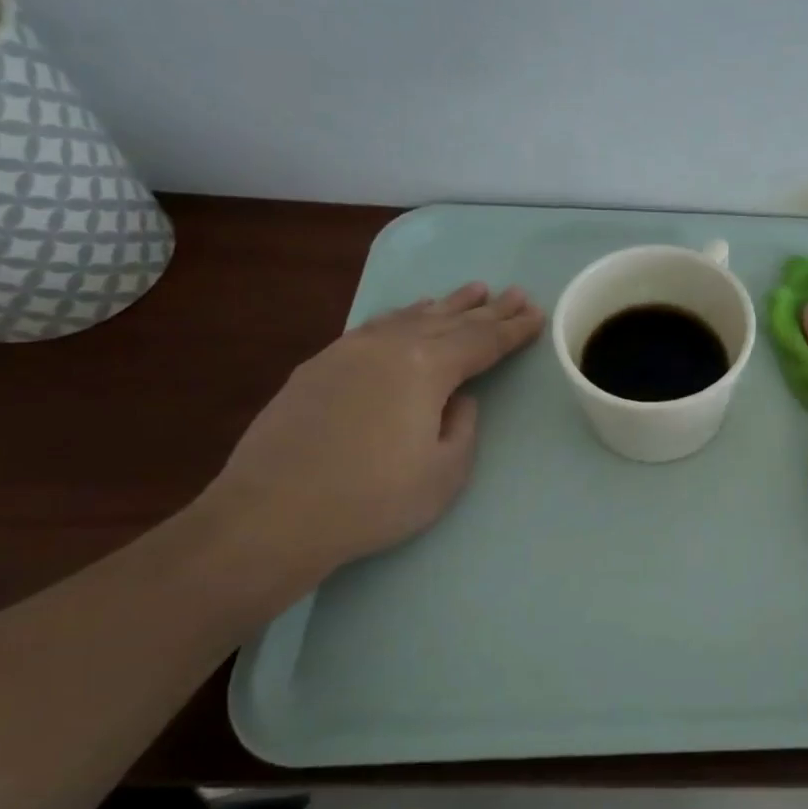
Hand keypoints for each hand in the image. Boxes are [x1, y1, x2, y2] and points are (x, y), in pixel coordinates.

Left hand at [200, 283, 543, 597]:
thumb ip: (462, 425)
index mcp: (427, 367)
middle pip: (451, 322)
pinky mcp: (318, 366)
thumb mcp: (446, 471)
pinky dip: (403, 317)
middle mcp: (389, 346)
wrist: (270, 518)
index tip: (537, 314)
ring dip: (447, 305)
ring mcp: (348, 352)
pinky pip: (376, 327)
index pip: (482, 342)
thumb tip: (456, 398)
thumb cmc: (373, 500)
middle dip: (488, 309)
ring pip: (410, 318)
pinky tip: (410, 314)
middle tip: (516, 294)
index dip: (513, 330)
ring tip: (473, 291)